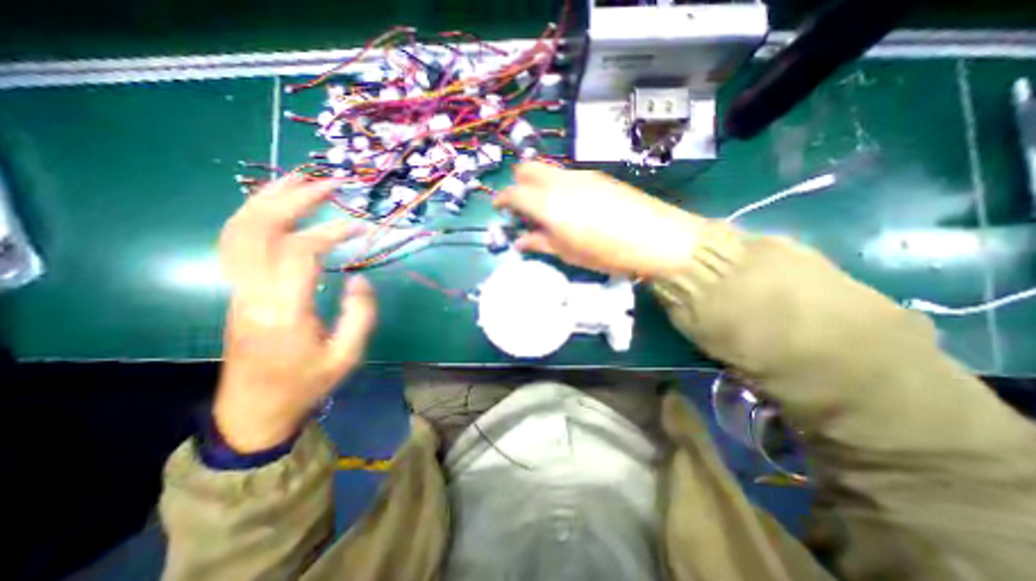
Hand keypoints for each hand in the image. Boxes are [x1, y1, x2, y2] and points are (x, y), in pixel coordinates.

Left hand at [215, 175, 375, 452]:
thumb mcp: (347, 355)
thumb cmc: (307, 383)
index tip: (359, 226)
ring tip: (298, 179)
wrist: (255, 408)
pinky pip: (236, 242)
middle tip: (327, 183)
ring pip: (238, 230)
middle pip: (258, 229)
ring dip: (267, 199)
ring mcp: (237, 290)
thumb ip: (360, 314)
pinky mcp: (236, 290)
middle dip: (293, 199)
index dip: (330, 232)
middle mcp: (252, 293)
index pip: (300, 252)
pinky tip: (276, 206)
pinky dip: (254, 216)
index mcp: (284, 311)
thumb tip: (359, 276)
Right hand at [491, 158, 703, 274]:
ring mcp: (580, 175)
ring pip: (548, 170)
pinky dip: (557, 185)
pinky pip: (567, 175)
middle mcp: (559, 181)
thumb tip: (519, 241)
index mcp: (547, 203)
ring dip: (538, 185)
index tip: (499, 208)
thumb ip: (539, 243)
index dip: (502, 200)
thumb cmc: (605, 252)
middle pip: (527, 169)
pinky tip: (570, 205)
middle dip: (517, 184)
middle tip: (521, 206)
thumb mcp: (567, 253)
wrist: (656, 237)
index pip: (513, 193)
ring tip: (547, 210)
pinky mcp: (597, 176)